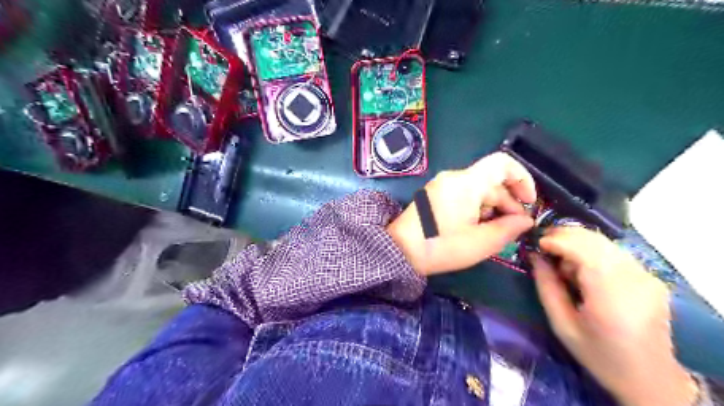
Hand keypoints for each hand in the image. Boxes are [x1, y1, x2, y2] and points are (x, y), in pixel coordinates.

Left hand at [384, 153, 536, 274]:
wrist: (400, 251)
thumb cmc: (441, 246)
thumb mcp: (481, 242)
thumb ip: (509, 228)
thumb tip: (525, 220)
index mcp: (466, 182)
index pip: (502, 163)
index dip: (522, 178)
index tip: (529, 202)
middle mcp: (454, 177)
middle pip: (491, 181)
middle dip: (508, 203)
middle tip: (514, 229)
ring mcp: (442, 186)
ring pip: (478, 190)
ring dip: (492, 208)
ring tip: (495, 233)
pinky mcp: (435, 195)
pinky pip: (463, 195)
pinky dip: (476, 208)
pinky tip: (476, 229)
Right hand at [530, 229, 694, 405]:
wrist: (649, 378)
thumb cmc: (599, 355)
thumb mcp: (562, 325)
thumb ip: (546, 286)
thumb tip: (534, 255)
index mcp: (611, 294)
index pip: (582, 248)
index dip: (555, 240)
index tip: (534, 244)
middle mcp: (634, 278)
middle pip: (593, 239)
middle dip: (562, 236)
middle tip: (541, 248)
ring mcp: (646, 274)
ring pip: (602, 241)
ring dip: (575, 243)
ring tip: (560, 262)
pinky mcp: (649, 275)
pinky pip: (612, 250)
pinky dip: (590, 250)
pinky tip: (581, 269)